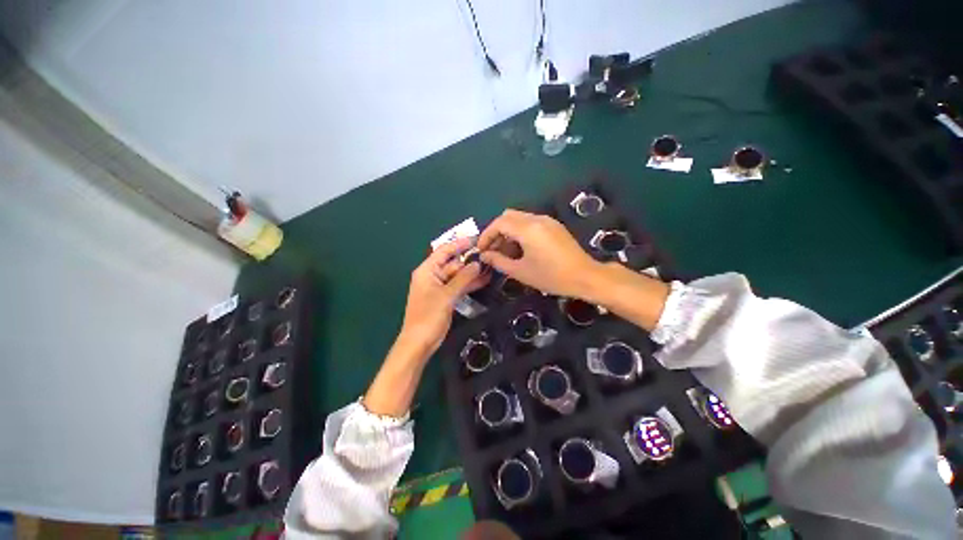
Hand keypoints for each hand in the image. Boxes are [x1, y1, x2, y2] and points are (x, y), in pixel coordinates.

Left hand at [397, 237, 489, 356]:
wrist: (420, 342)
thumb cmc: (429, 316)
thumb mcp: (447, 295)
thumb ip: (463, 278)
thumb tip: (477, 264)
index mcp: (427, 270)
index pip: (444, 251)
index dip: (460, 244)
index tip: (476, 239)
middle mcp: (432, 275)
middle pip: (453, 263)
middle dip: (470, 261)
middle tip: (489, 257)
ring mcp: (439, 287)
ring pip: (458, 275)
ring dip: (472, 273)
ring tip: (490, 268)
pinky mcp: (445, 297)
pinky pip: (458, 286)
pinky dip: (469, 284)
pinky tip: (484, 280)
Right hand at [477, 209, 599, 298]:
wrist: (585, 276)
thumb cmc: (551, 277)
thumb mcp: (521, 272)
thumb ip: (498, 261)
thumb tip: (484, 256)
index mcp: (528, 229)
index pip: (499, 223)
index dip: (487, 235)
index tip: (481, 250)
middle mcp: (537, 219)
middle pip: (508, 216)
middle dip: (496, 231)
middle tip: (493, 250)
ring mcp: (547, 220)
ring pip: (519, 218)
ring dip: (508, 231)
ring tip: (506, 252)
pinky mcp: (554, 225)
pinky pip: (530, 222)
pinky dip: (520, 231)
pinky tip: (522, 249)